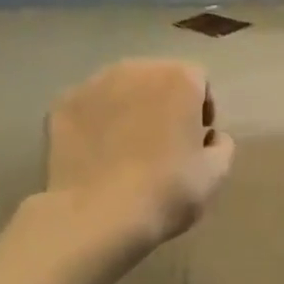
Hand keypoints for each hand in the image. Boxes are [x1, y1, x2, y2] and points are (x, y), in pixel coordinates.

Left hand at [42, 59, 235, 250]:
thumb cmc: (168, 190)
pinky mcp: (61, 105)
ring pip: (120, 90)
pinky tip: (99, 155)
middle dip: (164, 104)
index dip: (202, 111)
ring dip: (130, 110)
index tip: (197, 141)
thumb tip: (210, 137)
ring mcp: (92, 84)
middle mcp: (135, 69)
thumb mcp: (216, 173)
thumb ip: (222, 145)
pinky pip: (89, 108)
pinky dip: (96, 123)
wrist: (98, 215)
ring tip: (128, 149)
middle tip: (164, 144)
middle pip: (158, 79)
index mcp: (179, 79)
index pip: (200, 82)